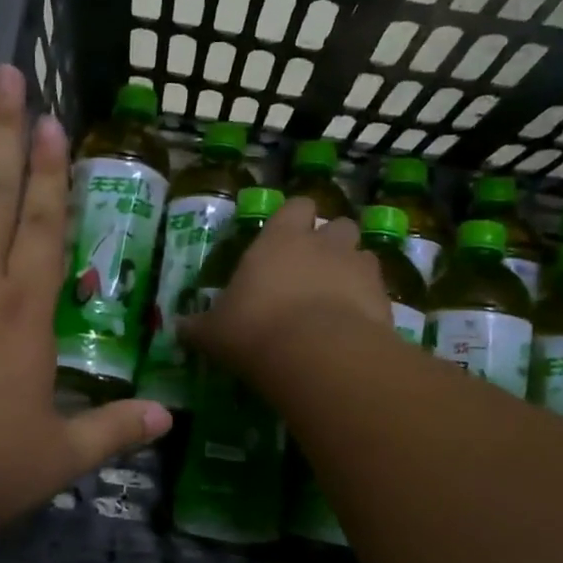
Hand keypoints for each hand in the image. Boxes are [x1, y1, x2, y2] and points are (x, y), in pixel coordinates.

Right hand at [180, 195, 391, 385]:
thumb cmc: (255, 329)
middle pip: (338, 226)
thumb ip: (198, 327)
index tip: (286, 238)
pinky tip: (353, 329)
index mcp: (281, 239)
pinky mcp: (384, 299)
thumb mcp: (214, 332)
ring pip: (363, 256)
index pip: (296, 206)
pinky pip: (378, 293)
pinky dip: (368, 305)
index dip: (294, 219)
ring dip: (352, 271)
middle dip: (330, 243)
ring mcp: (359, 269)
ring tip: (337, 300)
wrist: (318, 355)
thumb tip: (178, 329)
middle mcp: (324, 244)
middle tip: (314, 271)